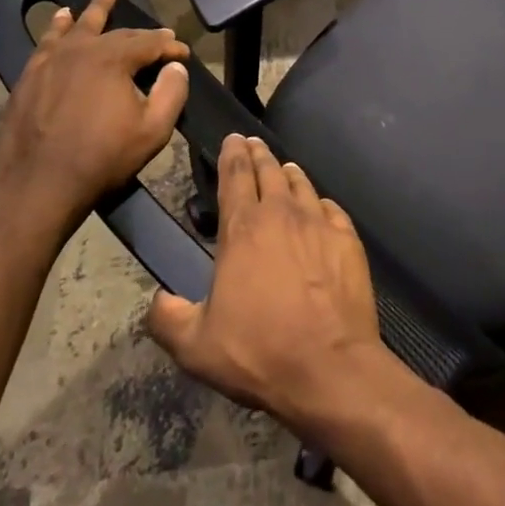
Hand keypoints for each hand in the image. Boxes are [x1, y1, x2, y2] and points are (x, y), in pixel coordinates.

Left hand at [0, 0, 189, 233]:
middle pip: (117, 33)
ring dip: (95, 10)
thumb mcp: (153, 131)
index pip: (150, 43)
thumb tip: (175, 67)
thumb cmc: (102, 159)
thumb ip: (172, 93)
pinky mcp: (30, 77)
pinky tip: (60, 20)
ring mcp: (51, 61)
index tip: (183, 54)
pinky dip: (57, 28)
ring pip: (78, 27)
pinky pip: (47, 43)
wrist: (40, 186)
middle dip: (142, 34)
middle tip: (158, 35)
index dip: (170, 47)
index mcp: (113, 59)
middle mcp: (82, 50)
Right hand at [147, 134, 391, 438]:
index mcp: (243, 229)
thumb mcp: (196, 347)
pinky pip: (332, 209)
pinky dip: (320, 202)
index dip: (232, 154)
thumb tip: (156, 300)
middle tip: (253, 144)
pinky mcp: (348, 239)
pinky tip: (320, 207)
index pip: (235, 176)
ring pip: (301, 184)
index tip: (232, 139)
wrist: (329, 366)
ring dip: (289, 173)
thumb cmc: (259, 352)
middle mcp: (282, 214)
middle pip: (269, 171)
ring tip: (284, 168)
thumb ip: (168, 319)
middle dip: (258, 154)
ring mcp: (319, 223)